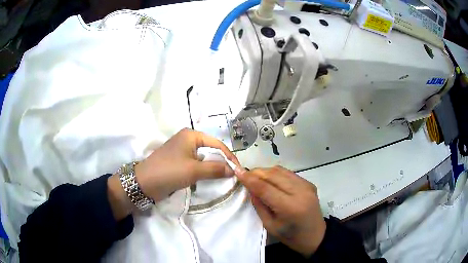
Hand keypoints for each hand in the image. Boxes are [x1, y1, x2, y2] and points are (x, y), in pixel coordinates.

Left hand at [135, 128, 239, 201]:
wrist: (144, 183)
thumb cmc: (169, 172)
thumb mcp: (194, 170)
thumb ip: (216, 169)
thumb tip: (234, 171)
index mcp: (191, 135)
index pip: (217, 144)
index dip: (229, 157)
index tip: (238, 171)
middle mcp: (187, 139)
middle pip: (211, 150)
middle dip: (221, 162)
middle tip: (232, 176)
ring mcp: (182, 151)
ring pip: (203, 158)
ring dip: (212, 168)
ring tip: (223, 178)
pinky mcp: (178, 161)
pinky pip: (196, 164)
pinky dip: (203, 171)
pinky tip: (209, 179)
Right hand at [235, 166, 325, 256]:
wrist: (315, 236)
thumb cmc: (291, 236)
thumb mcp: (270, 226)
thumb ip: (259, 205)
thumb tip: (250, 188)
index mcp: (290, 207)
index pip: (265, 188)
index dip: (250, 179)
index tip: (237, 171)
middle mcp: (300, 192)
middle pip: (273, 175)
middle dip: (256, 173)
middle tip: (244, 175)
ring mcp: (306, 185)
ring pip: (280, 170)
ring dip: (265, 171)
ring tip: (255, 177)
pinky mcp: (309, 183)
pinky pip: (288, 173)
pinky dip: (276, 174)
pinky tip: (270, 180)